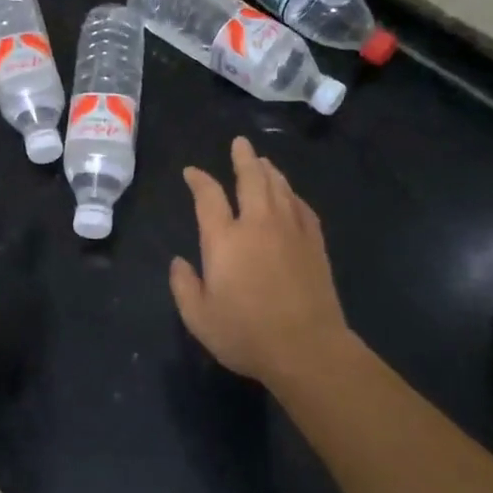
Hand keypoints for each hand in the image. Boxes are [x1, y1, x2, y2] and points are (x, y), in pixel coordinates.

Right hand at [170, 136, 353, 386]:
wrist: (307, 349)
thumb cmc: (247, 334)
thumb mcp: (199, 318)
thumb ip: (184, 286)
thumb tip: (179, 262)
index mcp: (224, 239)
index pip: (208, 196)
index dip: (198, 180)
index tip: (192, 172)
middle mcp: (257, 224)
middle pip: (251, 178)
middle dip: (243, 158)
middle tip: (240, 143)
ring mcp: (290, 231)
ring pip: (279, 188)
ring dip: (269, 171)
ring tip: (262, 161)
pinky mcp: (314, 244)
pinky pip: (302, 208)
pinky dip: (293, 195)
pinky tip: (291, 195)